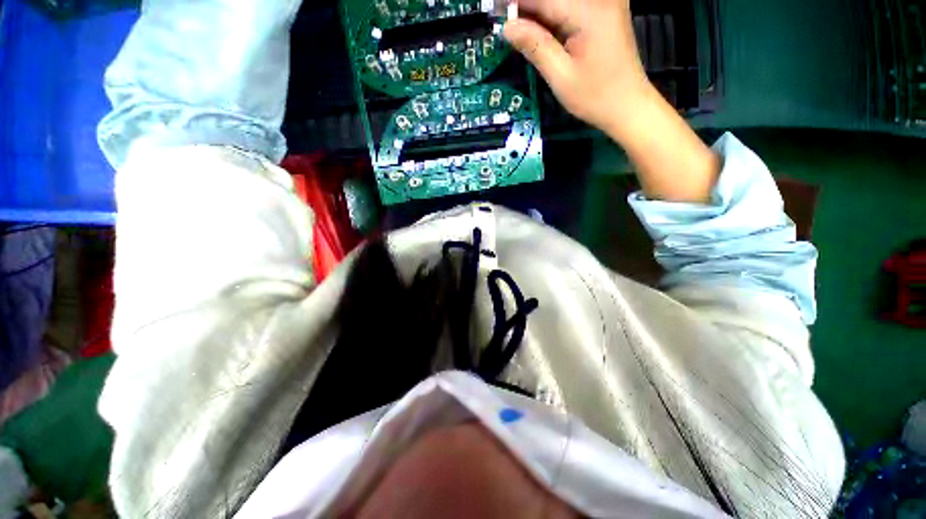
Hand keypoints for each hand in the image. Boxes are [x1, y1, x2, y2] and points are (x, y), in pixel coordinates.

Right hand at [503, 0, 649, 133]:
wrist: (628, 105)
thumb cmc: (595, 97)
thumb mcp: (560, 76)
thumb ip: (535, 46)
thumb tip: (507, 27)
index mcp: (588, 11)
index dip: (516, 3)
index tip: (496, 10)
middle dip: (527, 8)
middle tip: (507, 23)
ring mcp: (606, 2)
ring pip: (562, 1)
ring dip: (539, 12)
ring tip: (519, 28)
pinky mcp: (606, 11)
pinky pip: (572, 7)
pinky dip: (553, 16)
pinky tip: (540, 30)